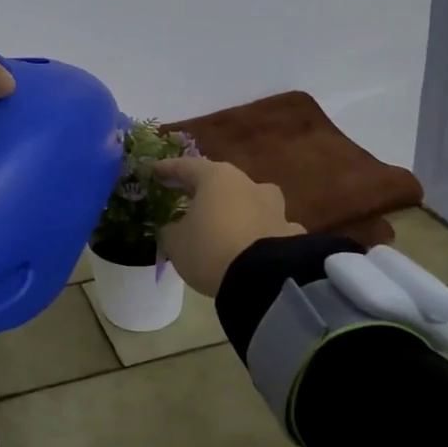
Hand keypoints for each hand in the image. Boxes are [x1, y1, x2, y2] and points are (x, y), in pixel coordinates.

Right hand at [154, 156, 304, 296]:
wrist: (265, 279)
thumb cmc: (210, 249)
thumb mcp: (175, 242)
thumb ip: (171, 230)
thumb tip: (173, 227)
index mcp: (216, 178)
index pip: (186, 166)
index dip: (169, 169)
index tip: (155, 171)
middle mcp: (249, 185)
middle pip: (223, 181)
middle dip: (206, 190)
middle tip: (190, 197)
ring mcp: (275, 208)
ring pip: (253, 201)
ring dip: (240, 208)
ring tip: (229, 222)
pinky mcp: (292, 233)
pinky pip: (273, 228)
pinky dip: (263, 233)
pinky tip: (258, 245)